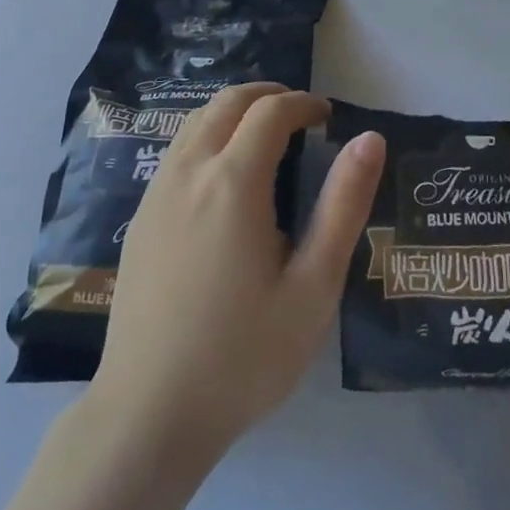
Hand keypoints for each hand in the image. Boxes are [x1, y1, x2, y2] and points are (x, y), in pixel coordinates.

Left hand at [90, 83, 384, 461]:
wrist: (149, 413)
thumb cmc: (244, 354)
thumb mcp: (313, 286)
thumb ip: (343, 205)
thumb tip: (369, 139)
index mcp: (233, 182)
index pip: (270, 112)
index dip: (303, 103)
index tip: (328, 117)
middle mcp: (189, 172)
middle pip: (227, 102)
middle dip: (268, 96)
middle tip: (301, 115)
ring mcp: (156, 192)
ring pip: (196, 121)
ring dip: (234, 112)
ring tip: (267, 135)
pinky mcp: (140, 217)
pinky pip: (177, 150)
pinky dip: (208, 135)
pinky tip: (225, 175)